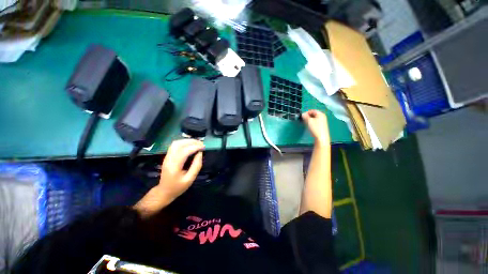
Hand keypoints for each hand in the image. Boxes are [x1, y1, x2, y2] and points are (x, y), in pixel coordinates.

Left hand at [159, 139, 203, 197]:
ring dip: (187, 141)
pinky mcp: (167, 156)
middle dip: (191, 142)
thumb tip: (200, 153)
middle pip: (178, 144)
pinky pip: (175, 145)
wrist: (164, 192)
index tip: (203, 147)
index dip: (195, 147)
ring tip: (197, 143)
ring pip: (176, 143)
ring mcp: (167, 157)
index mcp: (174, 166)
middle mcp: (169, 159)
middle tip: (201, 144)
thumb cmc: (178, 187)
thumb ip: (196, 166)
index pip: (184, 152)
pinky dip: (184, 143)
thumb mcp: (190, 179)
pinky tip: (190, 145)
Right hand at [302, 110, 329, 145]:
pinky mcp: (321, 126)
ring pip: (314, 118)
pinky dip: (311, 123)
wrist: (321, 138)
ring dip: (309, 120)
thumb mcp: (309, 121)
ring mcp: (322, 122)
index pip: (312, 110)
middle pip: (313, 114)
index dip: (306, 112)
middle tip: (303, 120)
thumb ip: (305, 116)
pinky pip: (315, 122)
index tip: (302, 116)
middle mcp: (322, 117)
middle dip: (307, 116)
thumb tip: (302, 114)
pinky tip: (309, 126)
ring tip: (306, 123)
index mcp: (320, 114)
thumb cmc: (315, 128)